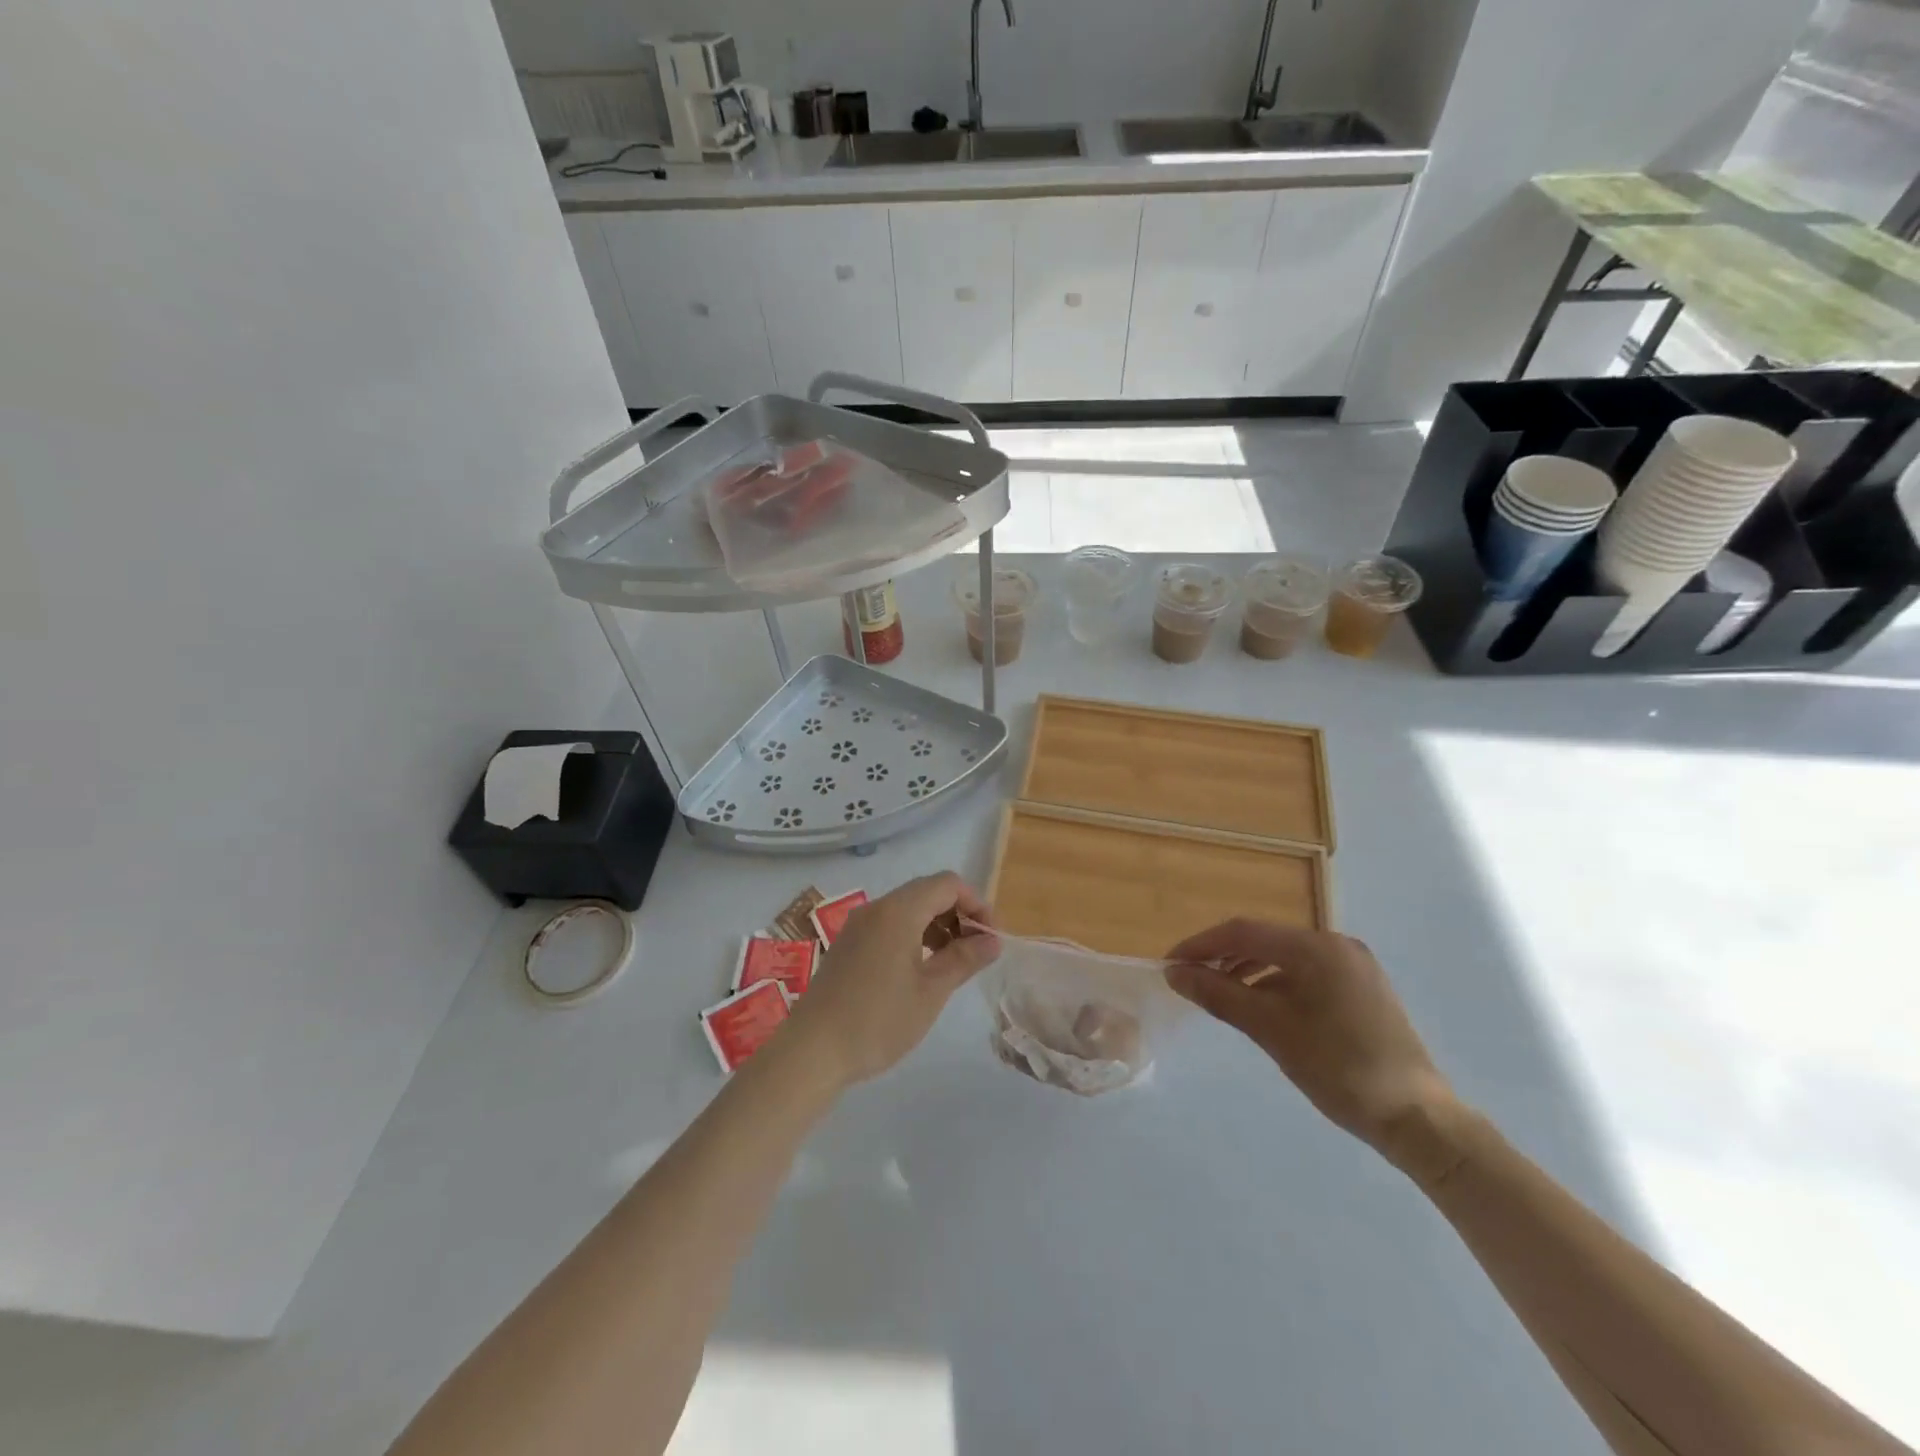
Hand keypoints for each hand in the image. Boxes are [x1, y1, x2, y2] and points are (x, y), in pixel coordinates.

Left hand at [784, 873, 1000, 1087]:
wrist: (812, 1051)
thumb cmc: (878, 1020)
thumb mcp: (931, 991)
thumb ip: (964, 959)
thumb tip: (993, 940)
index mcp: (898, 910)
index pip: (948, 884)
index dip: (976, 904)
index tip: (990, 939)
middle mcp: (877, 908)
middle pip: (928, 892)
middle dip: (958, 914)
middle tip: (976, 952)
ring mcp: (858, 925)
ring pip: (908, 909)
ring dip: (937, 926)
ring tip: (952, 964)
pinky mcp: (848, 945)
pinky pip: (890, 925)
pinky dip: (914, 936)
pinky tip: (921, 970)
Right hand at [1165, 920, 1459, 1173]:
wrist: (1419, 1120)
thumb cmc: (1340, 1069)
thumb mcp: (1271, 1030)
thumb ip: (1219, 994)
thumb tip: (1175, 973)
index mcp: (1316, 947)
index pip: (1242, 932)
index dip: (1200, 945)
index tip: (1169, 966)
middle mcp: (1336, 944)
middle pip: (1264, 940)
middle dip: (1222, 957)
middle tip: (1190, 981)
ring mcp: (1353, 966)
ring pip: (1284, 957)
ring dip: (1247, 970)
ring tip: (1218, 994)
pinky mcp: (1362, 988)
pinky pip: (1306, 973)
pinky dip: (1275, 984)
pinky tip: (1261, 1008)